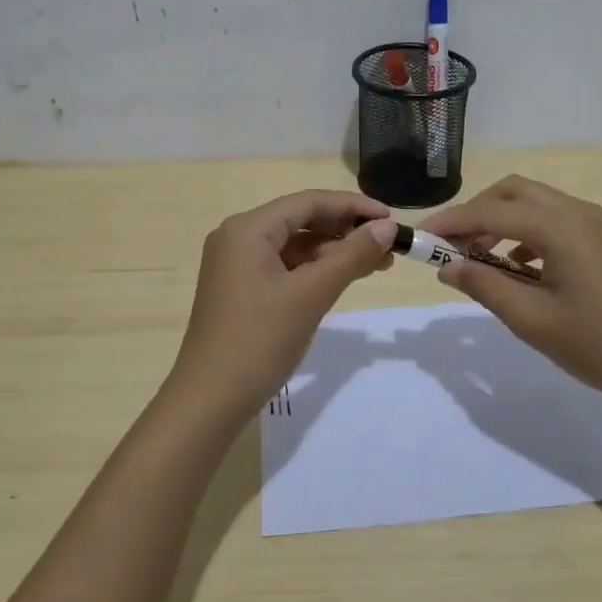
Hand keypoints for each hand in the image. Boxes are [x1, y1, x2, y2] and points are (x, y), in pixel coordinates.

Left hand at [167, 190, 398, 413]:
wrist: (209, 400)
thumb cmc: (260, 340)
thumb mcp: (311, 294)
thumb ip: (352, 256)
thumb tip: (387, 228)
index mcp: (248, 229)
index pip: (308, 201)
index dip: (353, 206)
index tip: (392, 219)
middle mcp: (237, 237)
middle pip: (300, 220)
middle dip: (345, 230)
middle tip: (389, 246)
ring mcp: (236, 265)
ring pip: (294, 246)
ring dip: (333, 252)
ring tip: (376, 265)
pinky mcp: (240, 290)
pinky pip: (283, 267)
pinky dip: (314, 271)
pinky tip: (341, 280)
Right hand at [425, 175, 601, 415]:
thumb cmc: (598, 345)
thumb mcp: (531, 320)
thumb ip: (484, 286)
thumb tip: (447, 266)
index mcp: (559, 226)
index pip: (490, 212)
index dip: (451, 222)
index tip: (420, 238)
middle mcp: (577, 212)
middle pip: (513, 191)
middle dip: (476, 212)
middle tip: (450, 245)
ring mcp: (596, 224)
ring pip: (535, 203)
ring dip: (501, 220)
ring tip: (477, 258)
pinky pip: (554, 220)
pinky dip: (526, 232)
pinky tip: (517, 267)